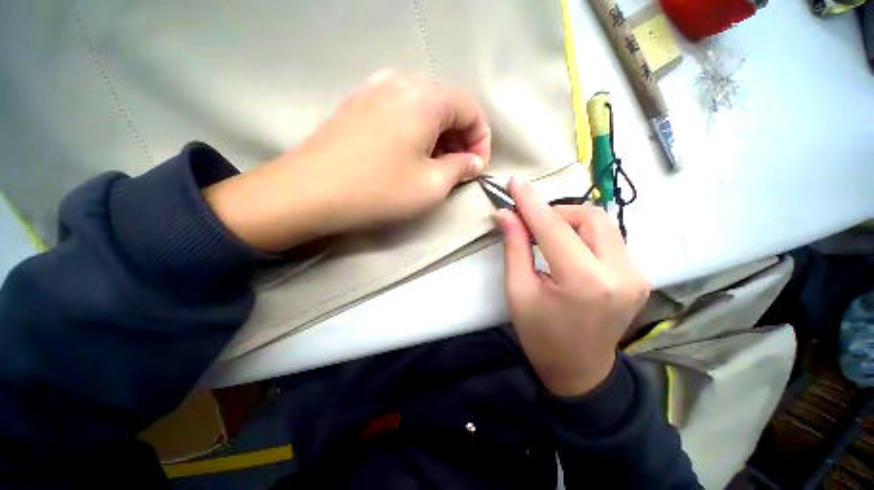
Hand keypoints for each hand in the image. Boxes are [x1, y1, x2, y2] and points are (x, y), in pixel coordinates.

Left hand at [205, 70, 490, 251]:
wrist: (310, 192)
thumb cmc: (379, 190)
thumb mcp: (431, 185)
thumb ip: (460, 169)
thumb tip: (473, 162)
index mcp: (425, 98)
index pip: (471, 109)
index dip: (481, 140)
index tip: (475, 169)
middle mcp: (401, 82)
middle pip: (448, 104)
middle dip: (460, 138)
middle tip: (457, 170)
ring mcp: (374, 89)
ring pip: (424, 107)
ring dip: (438, 136)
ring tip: (434, 165)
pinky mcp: (358, 103)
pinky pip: (400, 110)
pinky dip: (415, 131)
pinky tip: (408, 155)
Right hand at [496, 178, 649, 396]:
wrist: (579, 370)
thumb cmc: (540, 335)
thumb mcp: (518, 291)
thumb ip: (514, 248)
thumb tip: (506, 214)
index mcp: (584, 282)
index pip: (554, 228)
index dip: (531, 202)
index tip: (515, 183)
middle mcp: (620, 274)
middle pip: (588, 216)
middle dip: (555, 212)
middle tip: (530, 224)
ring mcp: (636, 274)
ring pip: (602, 223)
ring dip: (569, 221)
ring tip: (546, 237)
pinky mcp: (638, 275)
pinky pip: (609, 238)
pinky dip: (583, 234)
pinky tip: (567, 249)